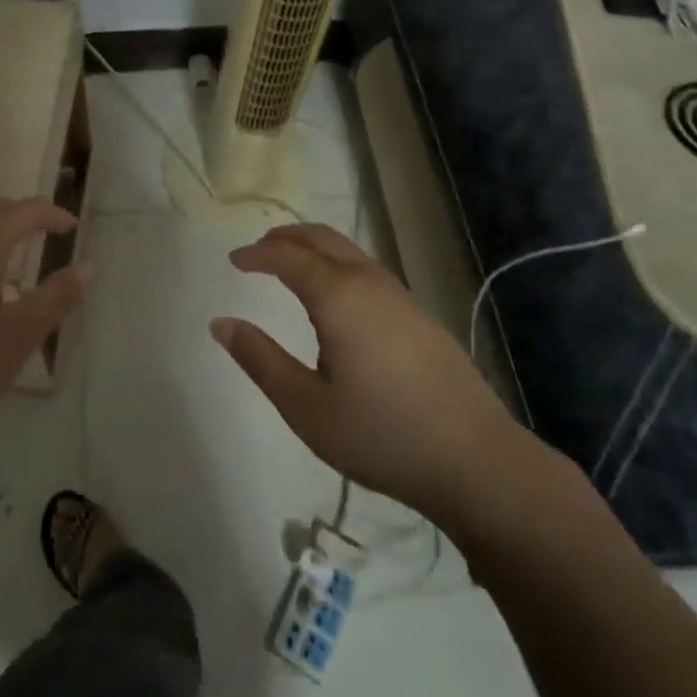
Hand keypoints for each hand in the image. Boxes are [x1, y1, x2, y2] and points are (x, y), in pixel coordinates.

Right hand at [215, 223, 543, 523]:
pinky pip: (367, 269)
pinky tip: (335, 297)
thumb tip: (221, 324)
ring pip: (348, 251)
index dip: (257, 254)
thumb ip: (260, 360)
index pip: (288, 257)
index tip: (233, 260)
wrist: (475, 459)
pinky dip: (337, 264)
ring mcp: (400, 295)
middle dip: (285, 238)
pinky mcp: (419, 314)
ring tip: (290, 267)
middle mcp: (368, 282)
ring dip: (314, 248)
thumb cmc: (381, 434)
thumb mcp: (306, 406)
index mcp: (338, 296)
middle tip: (258, 251)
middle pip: (322, 238)